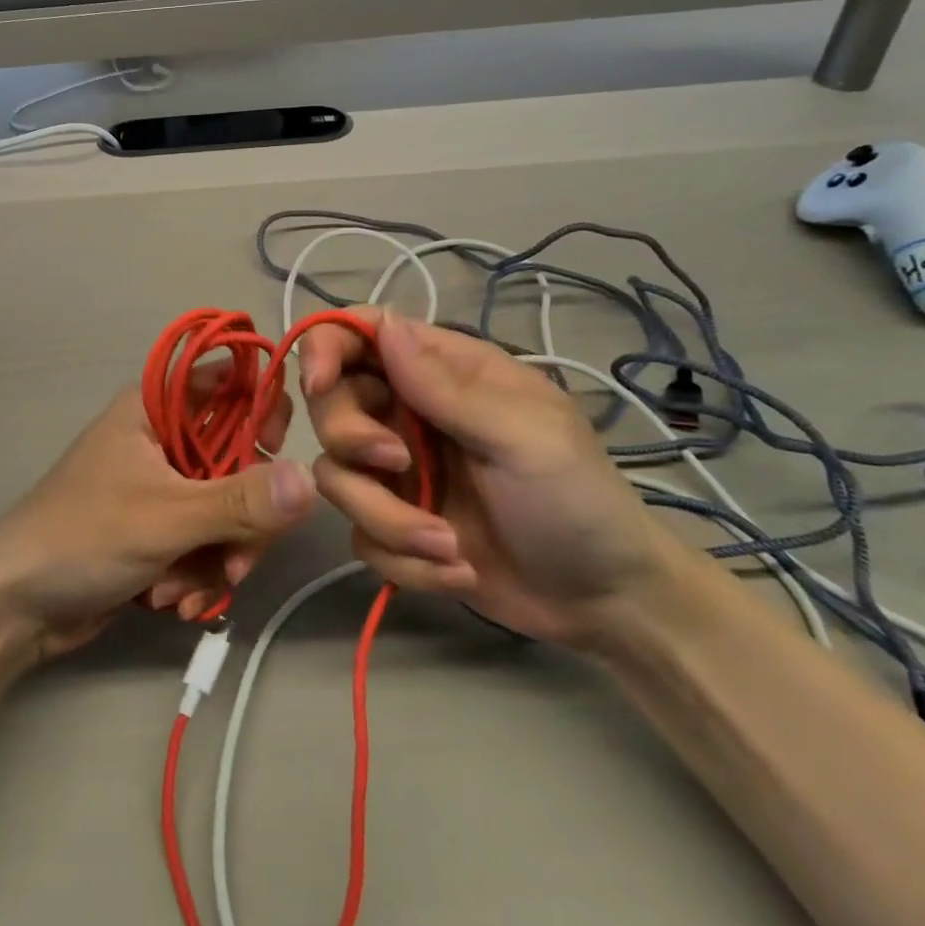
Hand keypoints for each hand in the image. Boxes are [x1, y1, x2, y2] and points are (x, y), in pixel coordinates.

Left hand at [0, 366, 314, 657]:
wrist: (17, 606)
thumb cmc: (83, 537)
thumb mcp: (166, 517)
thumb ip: (240, 500)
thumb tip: (311, 480)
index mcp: (156, 406)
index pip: (232, 382)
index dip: (263, 412)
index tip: (274, 456)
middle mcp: (164, 437)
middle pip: (241, 459)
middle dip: (241, 520)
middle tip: (234, 562)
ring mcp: (164, 484)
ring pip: (229, 507)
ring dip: (217, 557)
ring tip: (183, 591)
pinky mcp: (161, 527)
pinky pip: (207, 540)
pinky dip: (199, 573)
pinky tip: (174, 601)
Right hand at [300, 308, 673, 648]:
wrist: (605, 602)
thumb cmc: (577, 499)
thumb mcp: (522, 436)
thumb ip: (445, 386)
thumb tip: (382, 323)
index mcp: (441, 373)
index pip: (360, 335)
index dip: (326, 347)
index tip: (319, 384)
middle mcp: (407, 415)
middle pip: (331, 405)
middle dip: (353, 440)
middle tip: (399, 465)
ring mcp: (397, 473)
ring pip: (337, 477)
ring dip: (387, 518)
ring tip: (448, 546)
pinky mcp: (395, 527)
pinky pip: (360, 533)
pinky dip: (403, 558)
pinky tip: (457, 569)